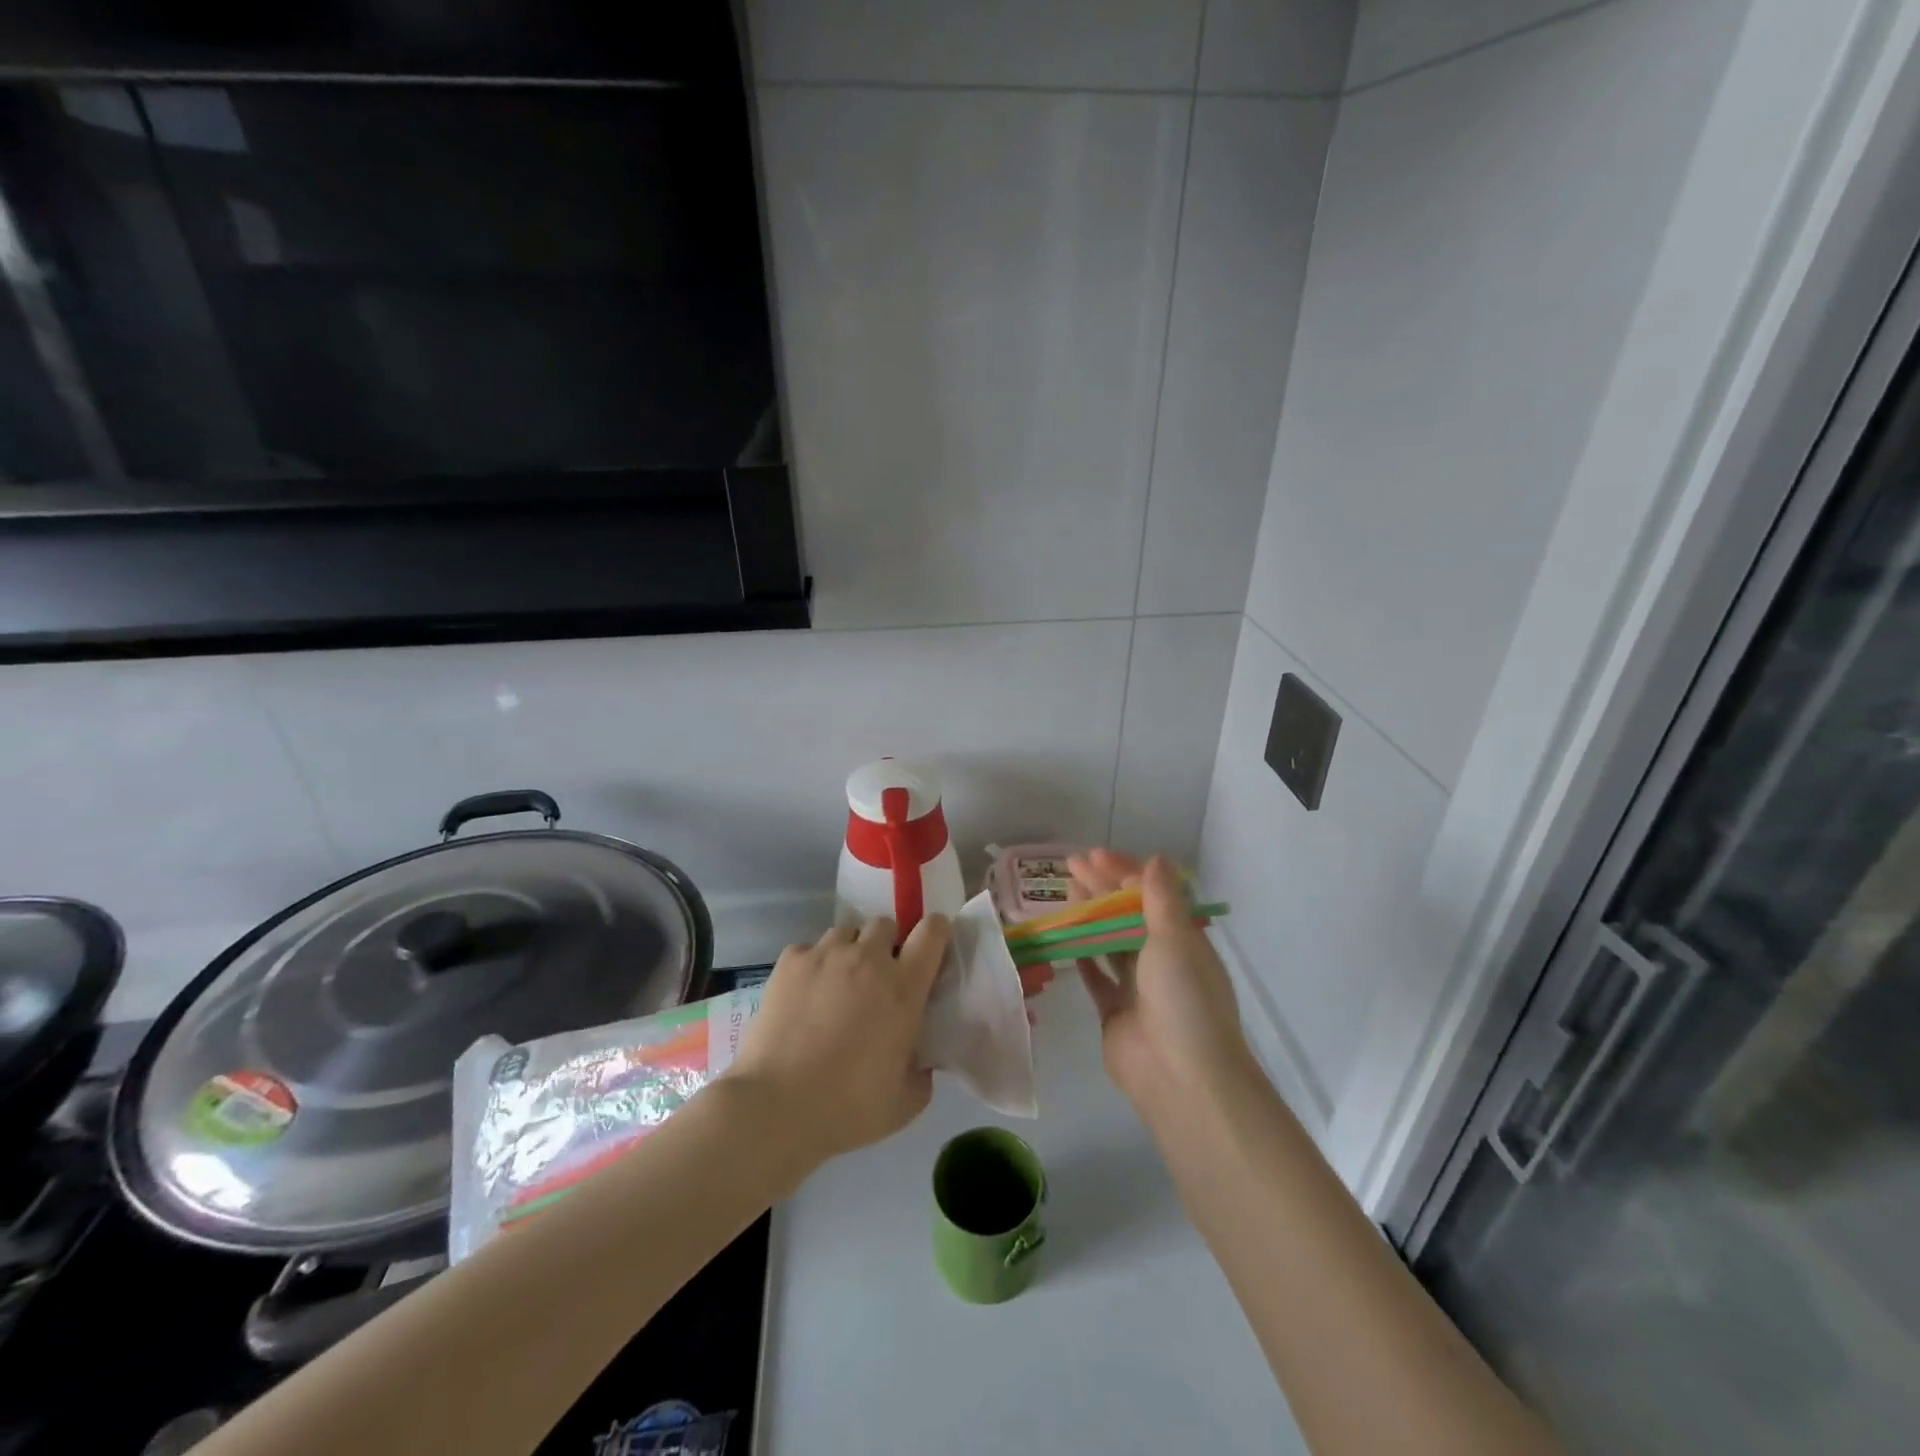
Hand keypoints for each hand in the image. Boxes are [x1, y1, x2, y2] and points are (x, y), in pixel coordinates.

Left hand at [726, 914, 951, 1168]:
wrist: (776, 1107)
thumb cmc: (848, 1107)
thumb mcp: (905, 1102)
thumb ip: (922, 1071)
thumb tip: (919, 1059)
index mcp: (903, 987)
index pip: (932, 931)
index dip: (935, 933)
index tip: (930, 951)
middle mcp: (867, 959)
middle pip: (885, 924)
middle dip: (886, 944)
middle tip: (877, 979)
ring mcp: (825, 955)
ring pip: (846, 932)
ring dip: (849, 951)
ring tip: (838, 984)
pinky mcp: (789, 961)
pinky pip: (809, 949)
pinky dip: (812, 965)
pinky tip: (804, 996)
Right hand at [1068, 850, 1256, 1118]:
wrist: (1181, 1076)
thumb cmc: (1182, 998)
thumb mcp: (1175, 938)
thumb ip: (1160, 897)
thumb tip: (1155, 858)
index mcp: (1183, 938)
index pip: (1151, 893)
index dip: (1123, 870)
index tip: (1094, 855)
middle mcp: (1162, 958)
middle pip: (1127, 914)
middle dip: (1101, 887)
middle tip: (1070, 865)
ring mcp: (1137, 986)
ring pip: (1109, 941)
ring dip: (1089, 915)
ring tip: (1065, 891)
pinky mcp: (1114, 1010)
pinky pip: (1095, 976)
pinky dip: (1082, 956)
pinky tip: (1064, 936)